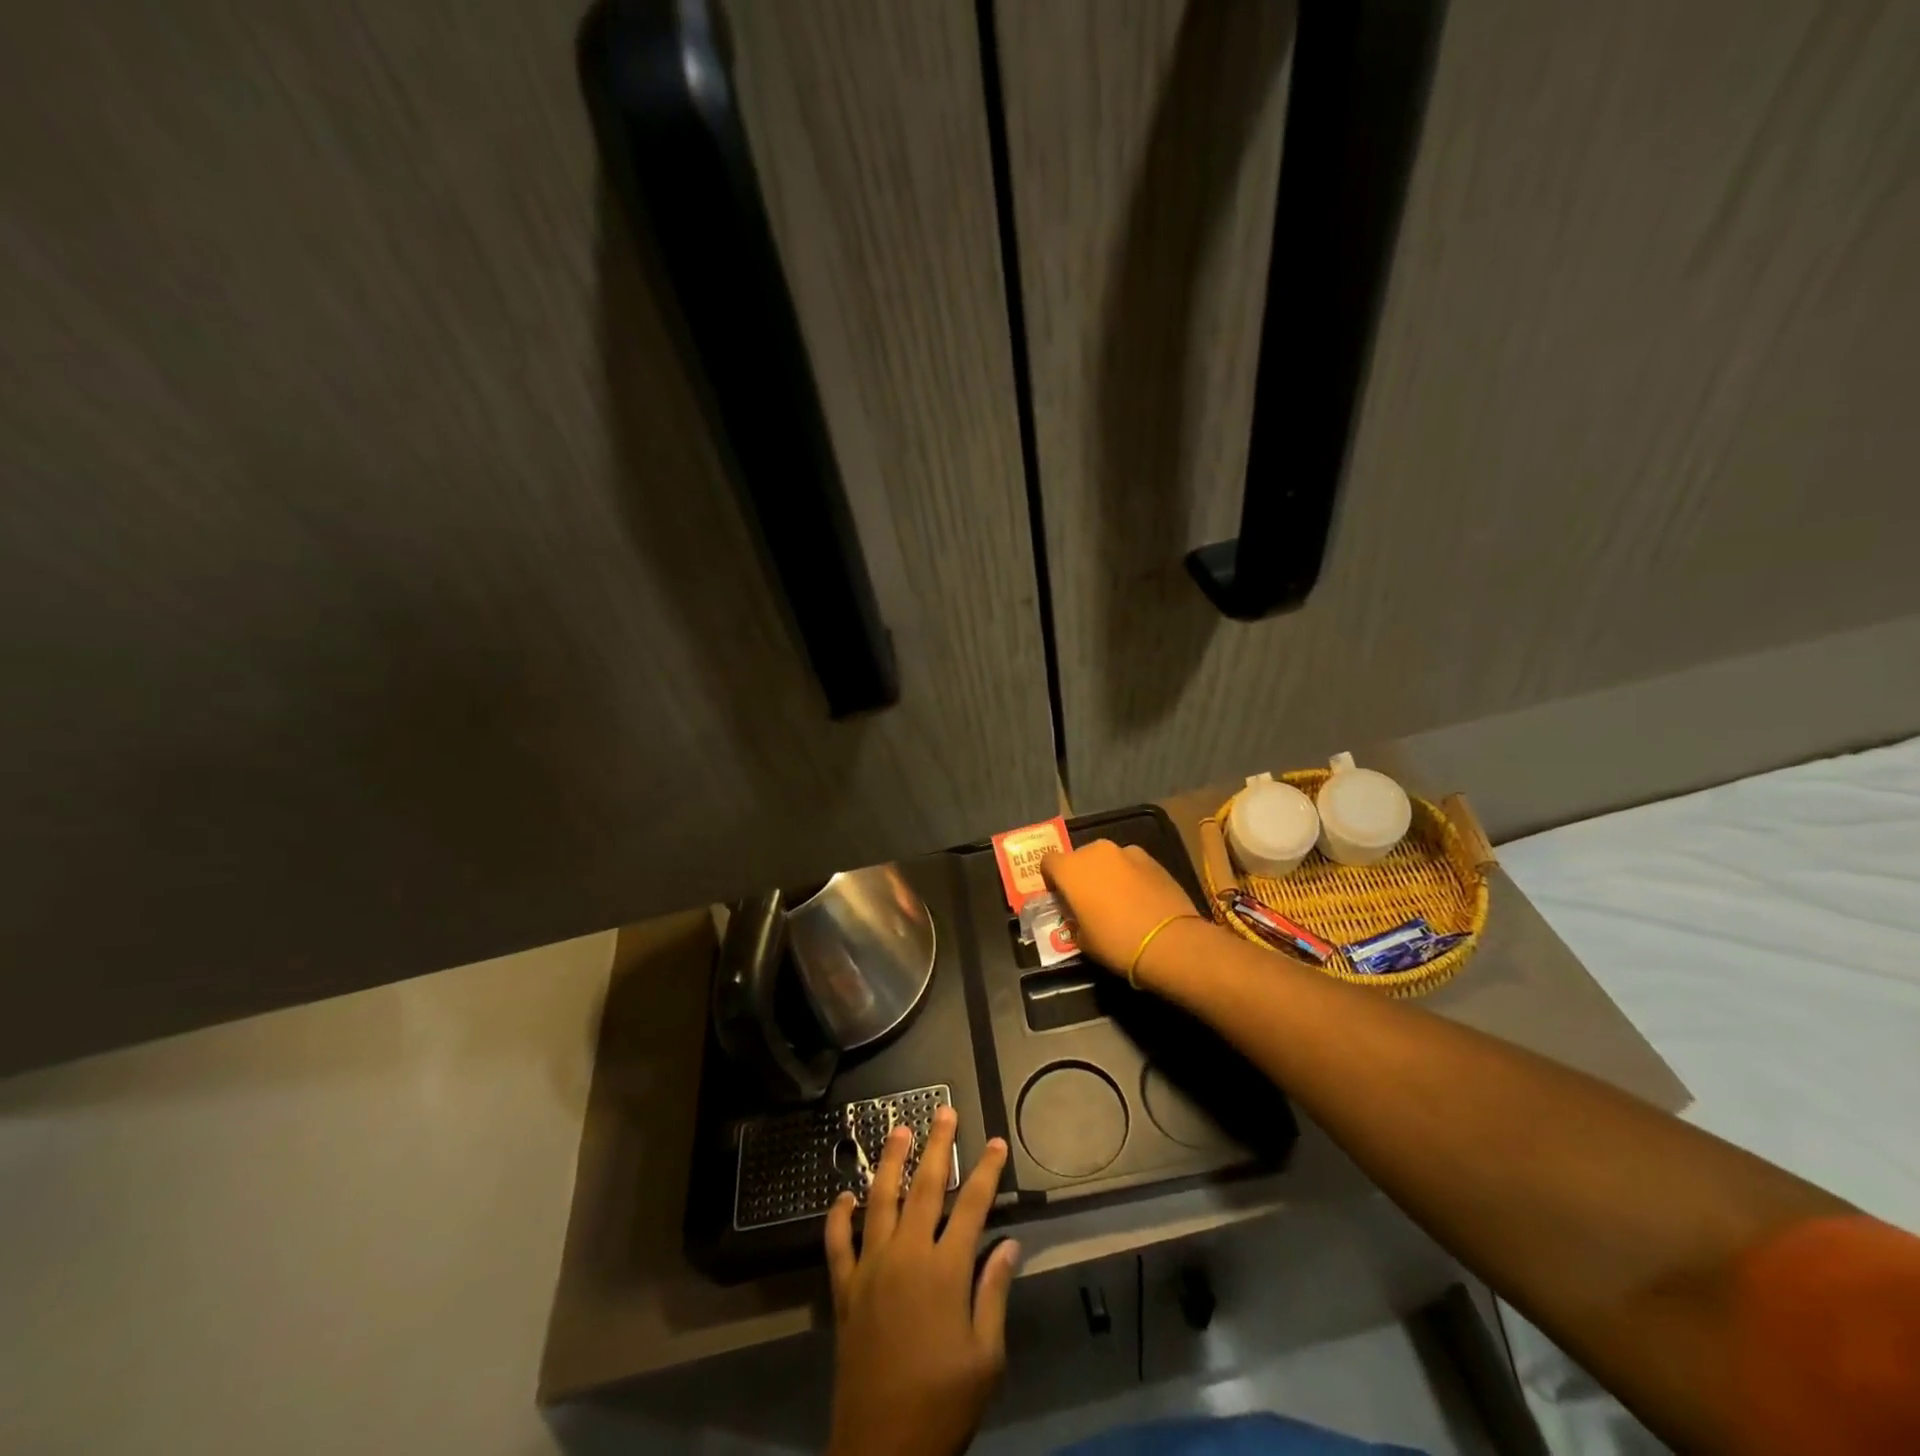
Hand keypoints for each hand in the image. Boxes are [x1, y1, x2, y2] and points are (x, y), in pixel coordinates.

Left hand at [824, 1107, 1017, 1455]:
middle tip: (944, 1111)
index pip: (973, 1206)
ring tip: (898, 1130)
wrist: (883, 1450)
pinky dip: (839, 1216)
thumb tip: (1010, 1245)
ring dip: (890, 1162)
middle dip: (938, 1146)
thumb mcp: (986, 1356)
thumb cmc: (944, 1404)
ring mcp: (871, 1268)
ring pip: (880, 1200)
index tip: (996, 1143)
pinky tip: (844, 1196)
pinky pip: (838, 1243)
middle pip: (926, 1187)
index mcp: (946, 1270)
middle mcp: (907, 1255)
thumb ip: (994, 1293)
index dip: (987, 1172)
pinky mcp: (845, 1289)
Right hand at [1040, 839, 1203, 975]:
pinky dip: (1130, 875)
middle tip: (1088, 900)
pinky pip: (1130, 864)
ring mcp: (1126, 851)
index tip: (1061, 898)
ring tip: (1117, 899)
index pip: (1048, 862)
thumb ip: (1074, 919)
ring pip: (1107, 859)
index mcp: (1070, 868)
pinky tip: (1139, 898)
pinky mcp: (1152, 859)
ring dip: (1106, 873)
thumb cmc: (1115, 942)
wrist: (1168, 941)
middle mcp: (1095, 851)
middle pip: (1079, 857)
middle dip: (1080, 875)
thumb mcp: (1082, 940)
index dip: (1052, 879)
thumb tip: (1079, 916)